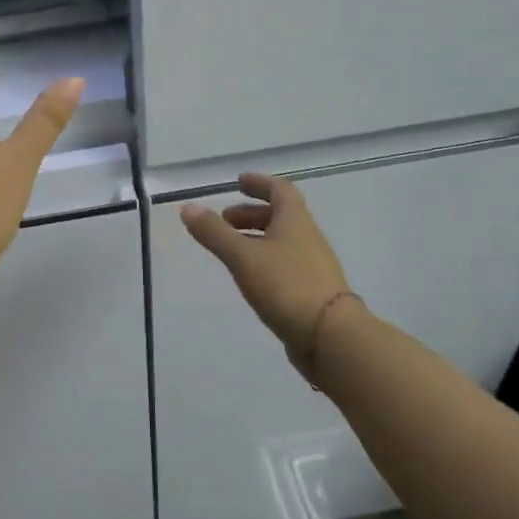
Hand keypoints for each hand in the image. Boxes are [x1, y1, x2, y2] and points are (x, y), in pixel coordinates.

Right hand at [180, 174, 359, 366]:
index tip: (239, 182)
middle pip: (280, 216)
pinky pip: (285, 265)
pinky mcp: (312, 292)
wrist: (331, 336)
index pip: (279, 190)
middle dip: (251, 214)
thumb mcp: (243, 256)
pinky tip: (250, 277)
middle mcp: (308, 238)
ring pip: (282, 241)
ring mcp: (313, 266)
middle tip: (225, 220)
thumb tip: (188, 207)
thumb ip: (214, 233)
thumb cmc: (286, 285)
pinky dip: (264, 261)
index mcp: (295, 221)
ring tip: (231, 249)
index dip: (259, 183)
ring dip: (256, 238)